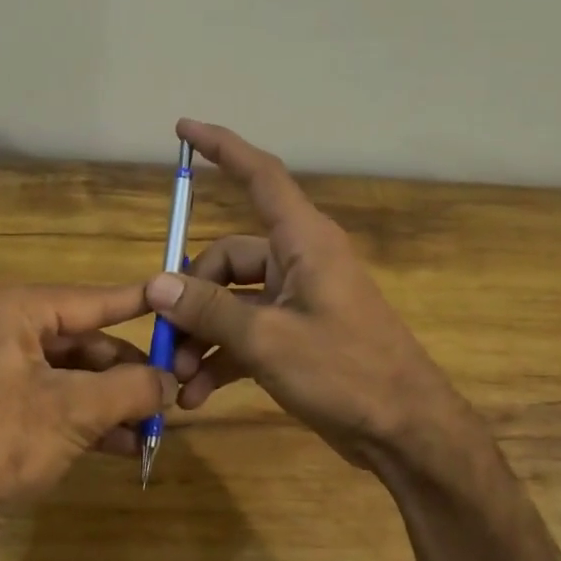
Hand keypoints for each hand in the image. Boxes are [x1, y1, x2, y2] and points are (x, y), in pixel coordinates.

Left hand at [0, 283, 172, 560]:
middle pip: (81, 342)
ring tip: (156, 426)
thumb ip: (132, 388)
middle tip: (171, 394)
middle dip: (127, 373)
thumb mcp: (75, 411)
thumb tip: (171, 380)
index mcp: (9, 310)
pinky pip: (50, 405)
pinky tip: (125, 446)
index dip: (138, 304)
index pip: (90, 300)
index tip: (178, 300)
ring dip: (112, 403)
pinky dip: (86, 422)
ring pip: (69, 378)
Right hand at [150, 119, 470, 470]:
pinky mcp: (295, 337)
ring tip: (177, 379)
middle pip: (227, 259)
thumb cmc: (346, 372)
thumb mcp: (268, 340)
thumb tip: (156, 284)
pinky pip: (245, 335)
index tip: (183, 129)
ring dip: (200, 337)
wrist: (404, 432)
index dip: (223, 149)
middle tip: (165, 341)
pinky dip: (220, 359)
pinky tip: (196, 395)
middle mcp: (299, 263)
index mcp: (303, 242)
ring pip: (231, 303)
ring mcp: (297, 302)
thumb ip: (210, 310)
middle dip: (190, 298)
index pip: (261, 177)